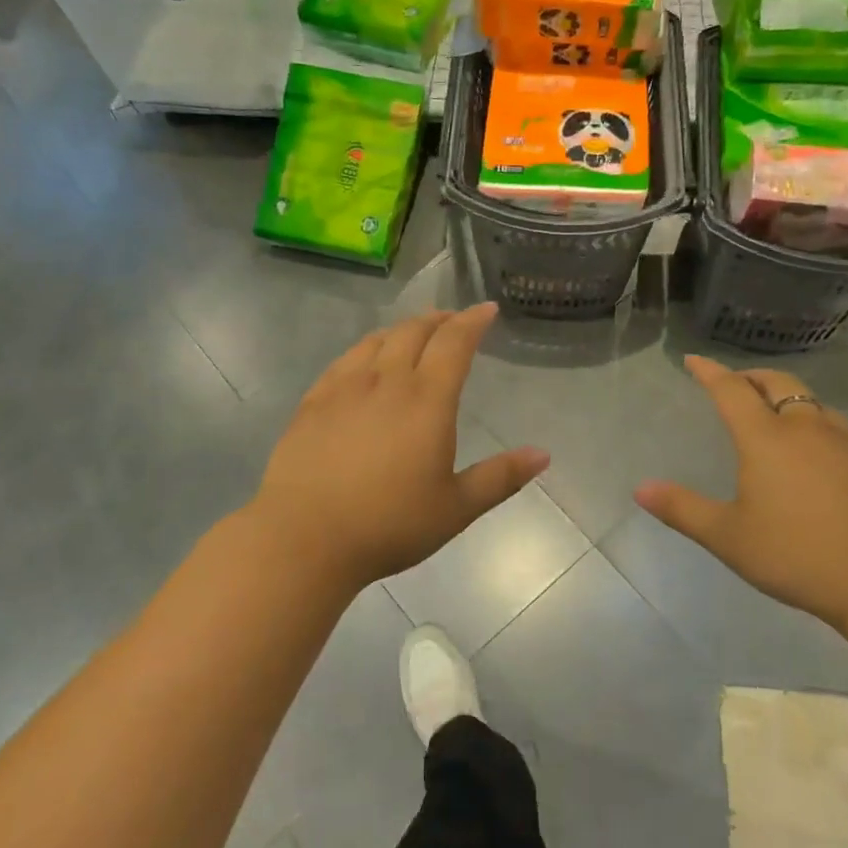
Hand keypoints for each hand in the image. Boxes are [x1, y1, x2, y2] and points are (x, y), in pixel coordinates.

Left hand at [250, 304, 548, 590]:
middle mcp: (386, 381)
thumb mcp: (455, 508)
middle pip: (415, 332)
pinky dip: (366, 348)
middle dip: (439, 320)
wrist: (304, 537)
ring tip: (413, 333)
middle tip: (453, 320)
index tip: (486, 309)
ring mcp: (344, 387)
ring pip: (377, 340)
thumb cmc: (389, 525)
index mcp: (427, 400)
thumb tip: (542, 454)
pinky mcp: (313, 401)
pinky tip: (365, 360)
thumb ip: (500, 477)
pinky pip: (345, 360)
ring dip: (402, 329)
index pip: (454, 343)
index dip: (473, 321)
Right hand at [635, 357, 847, 628]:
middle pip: (778, 383)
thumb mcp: (729, 537)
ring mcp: (846, 444)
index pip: (732, 390)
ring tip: (772, 412)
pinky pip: (834, 426)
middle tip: (734, 383)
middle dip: (751, 377)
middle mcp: (807, 428)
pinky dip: (812, 421)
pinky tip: (813, 452)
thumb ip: (683, 510)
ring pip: (811, 402)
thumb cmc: (799, 554)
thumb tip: (640, 488)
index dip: (710, 372)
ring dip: (786, 396)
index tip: (693, 360)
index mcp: (767, 438)